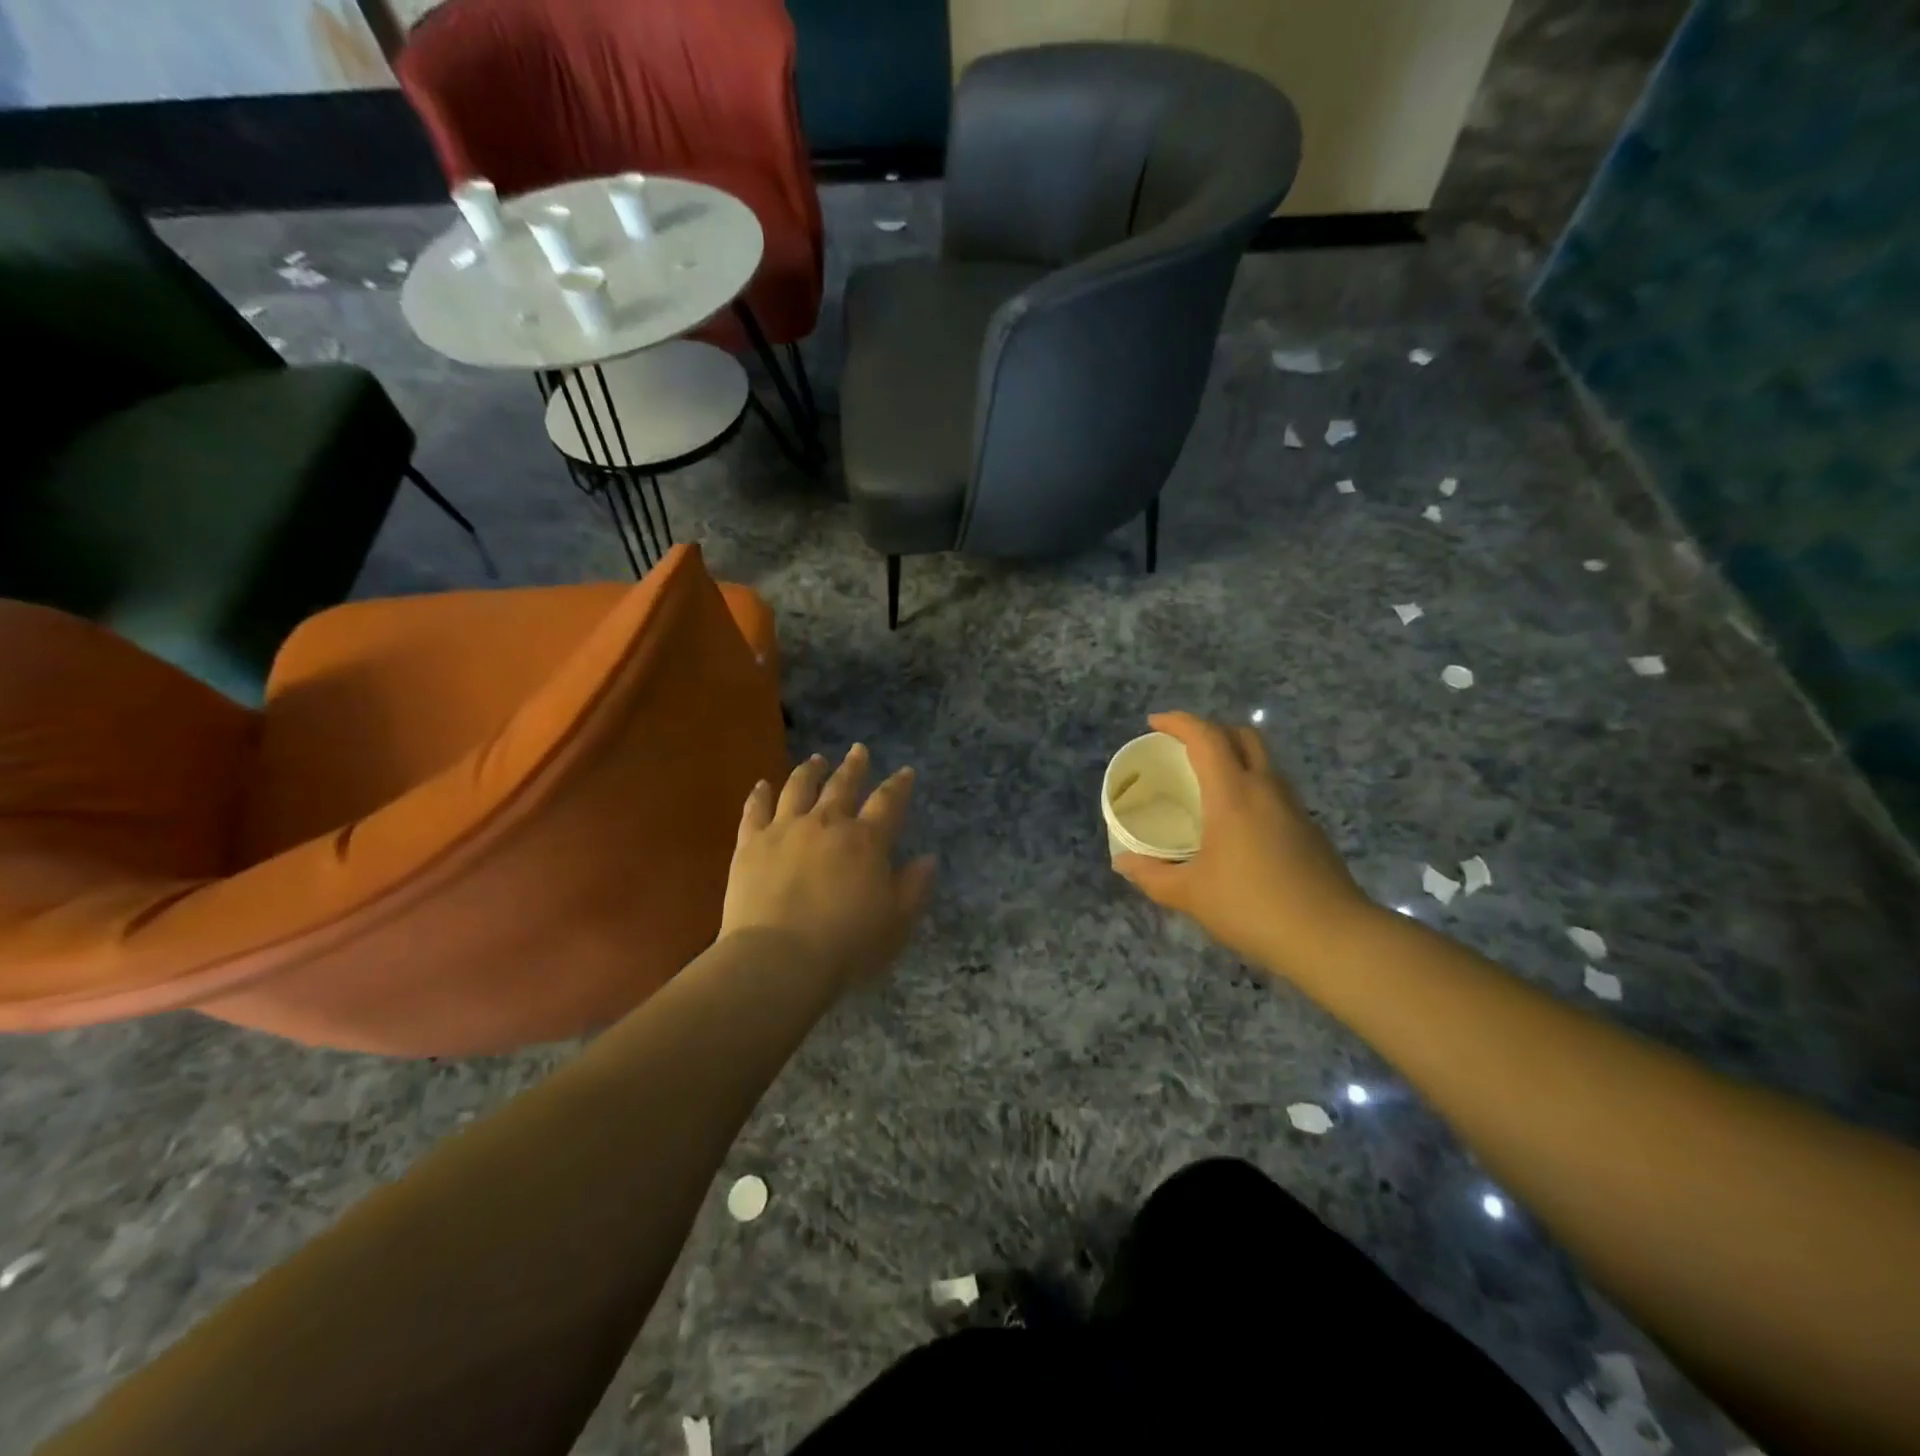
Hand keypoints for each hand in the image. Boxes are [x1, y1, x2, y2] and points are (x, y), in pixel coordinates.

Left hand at [720, 744, 935, 991]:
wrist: (779, 959)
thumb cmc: (847, 944)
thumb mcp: (896, 922)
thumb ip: (914, 887)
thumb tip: (928, 858)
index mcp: (866, 841)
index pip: (888, 803)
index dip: (899, 786)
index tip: (905, 772)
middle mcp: (826, 824)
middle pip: (842, 786)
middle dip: (854, 766)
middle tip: (858, 750)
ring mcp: (785, 829)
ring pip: (798, 788)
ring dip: (809, 771)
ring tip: (815, 760)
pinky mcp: (750, 844)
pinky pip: (755, 811)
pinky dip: (760, 795)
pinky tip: (762, 785)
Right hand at [1114, 712, 1374, 977]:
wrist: (1332, 938)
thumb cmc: (1252, 906)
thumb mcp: (1190, 894)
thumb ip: (1152, 875)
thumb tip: (1122, 864)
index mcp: (1233, 793)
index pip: (1206, 737)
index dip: (1178, 722)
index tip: (1153, 723)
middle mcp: (1266, 788)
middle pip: (1242, 736)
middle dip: (1211, 730)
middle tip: (1183, 748)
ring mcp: (1294, 807)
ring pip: (1263, 762)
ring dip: (1234, 758)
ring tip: (1207, 784)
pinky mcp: (1310, 829)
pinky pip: (1274, 790)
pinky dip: (1251, 787)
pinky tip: (1237, 823)